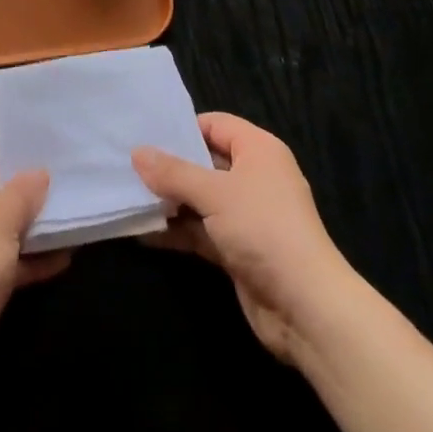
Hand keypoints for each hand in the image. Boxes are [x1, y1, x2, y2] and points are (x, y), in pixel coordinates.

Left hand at [0, 146, 68, 403]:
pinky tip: (60, 261)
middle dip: (25, 198)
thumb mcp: (1, 221)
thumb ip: (23, 193)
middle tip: (63, 191)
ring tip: (69, 225)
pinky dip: (23, 262)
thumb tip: (38, 174)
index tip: (47, 158)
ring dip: (29, 232)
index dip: (12, 158)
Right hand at [133, 112, 356, 363]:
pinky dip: (177, 231)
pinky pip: (201, 231)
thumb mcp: (214, 193)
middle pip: (205, 162)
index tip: (145, 135)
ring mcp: (246, 216)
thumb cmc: (262, 229)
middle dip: (168, 167)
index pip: (215, 124)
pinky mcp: (238, 249)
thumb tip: (137, 153)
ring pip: (200, 199)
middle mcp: (254, 177)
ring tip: (126, 197)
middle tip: (127, 165)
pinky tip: (142, 233)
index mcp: (258, 150)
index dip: (182, 128)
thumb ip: (173, 173)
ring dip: (169, 202)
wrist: (305, 307)